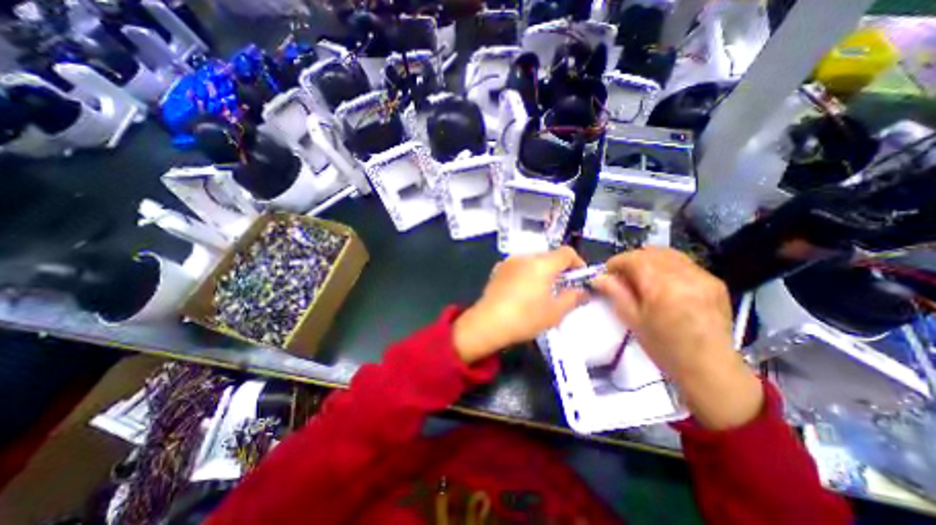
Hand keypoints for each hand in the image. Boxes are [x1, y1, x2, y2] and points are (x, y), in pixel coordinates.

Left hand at [454, 246, 583, 362]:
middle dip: (559, 269)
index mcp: (542, 264)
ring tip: (540, 291)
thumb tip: (582, 291)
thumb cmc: (525, 318)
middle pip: (549, 256)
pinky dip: (526, 273)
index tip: (579, 278)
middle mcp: (525, 257)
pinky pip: (518, 266)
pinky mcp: (498, 269)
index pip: (566, 252)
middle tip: (561, 288)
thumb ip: (573, 298)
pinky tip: (522, 291)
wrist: (487, 323)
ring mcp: (509, 262)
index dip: (577, 262)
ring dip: (542, 271)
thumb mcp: (555, 312)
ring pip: (533, 261)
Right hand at [596, 248, 764, 427]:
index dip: (617, 262)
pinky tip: (664, 283)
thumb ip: (615, 293)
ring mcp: (703, 276)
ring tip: (642, 277)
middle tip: (623, 275)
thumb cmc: (664, 348)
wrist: (710, 368)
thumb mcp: (633, 320)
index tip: (608, 273)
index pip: (634, 259)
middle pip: (651, 252)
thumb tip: (598, 277)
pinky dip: (667, 266)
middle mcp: (685, 275)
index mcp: (662, 286)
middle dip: (632, 260)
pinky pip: (684, 263)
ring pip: (668, 254)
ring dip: (650, 260)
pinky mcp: (714, 282)